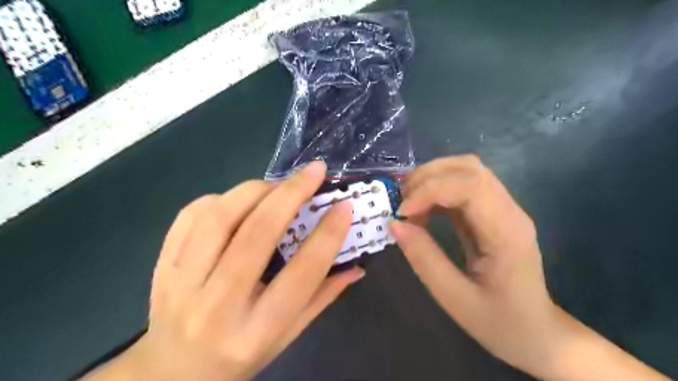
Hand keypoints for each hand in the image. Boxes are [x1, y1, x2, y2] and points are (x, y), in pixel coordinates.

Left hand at [83, 163, 364, 380]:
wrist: (172, 372)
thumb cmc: (240, 356)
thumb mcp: (287, 335)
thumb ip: (322, 297)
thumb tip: (356, 266)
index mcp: (256, 330)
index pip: (301, 274)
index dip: (327, 235)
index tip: (344, 207)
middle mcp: (218, 306)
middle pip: (257, 235)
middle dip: (291, 194)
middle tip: (314, 171)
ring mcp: (182, 284)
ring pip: (220, 218)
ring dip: (256, 190)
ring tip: (278, 184)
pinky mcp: (163, 266)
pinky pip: (189, 217)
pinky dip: (220, 198)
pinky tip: (239, 200)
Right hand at [387, 154, 665, 380]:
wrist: (538, 334)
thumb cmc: (501, 324)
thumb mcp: (456, 299)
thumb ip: (424, 259)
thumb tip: (395, 224)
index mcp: (507, 233)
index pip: (469, 187)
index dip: (430, 190)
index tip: (402, 212)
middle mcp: (509, 211)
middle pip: (469, 168)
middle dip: (428, 177)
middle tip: (401, 201)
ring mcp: (504, 209)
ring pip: (466, 171)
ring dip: (432, 178)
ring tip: (409, 202)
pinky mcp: (493, 213)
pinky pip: (463, 187)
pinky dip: (438, 190)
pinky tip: (423, 209)